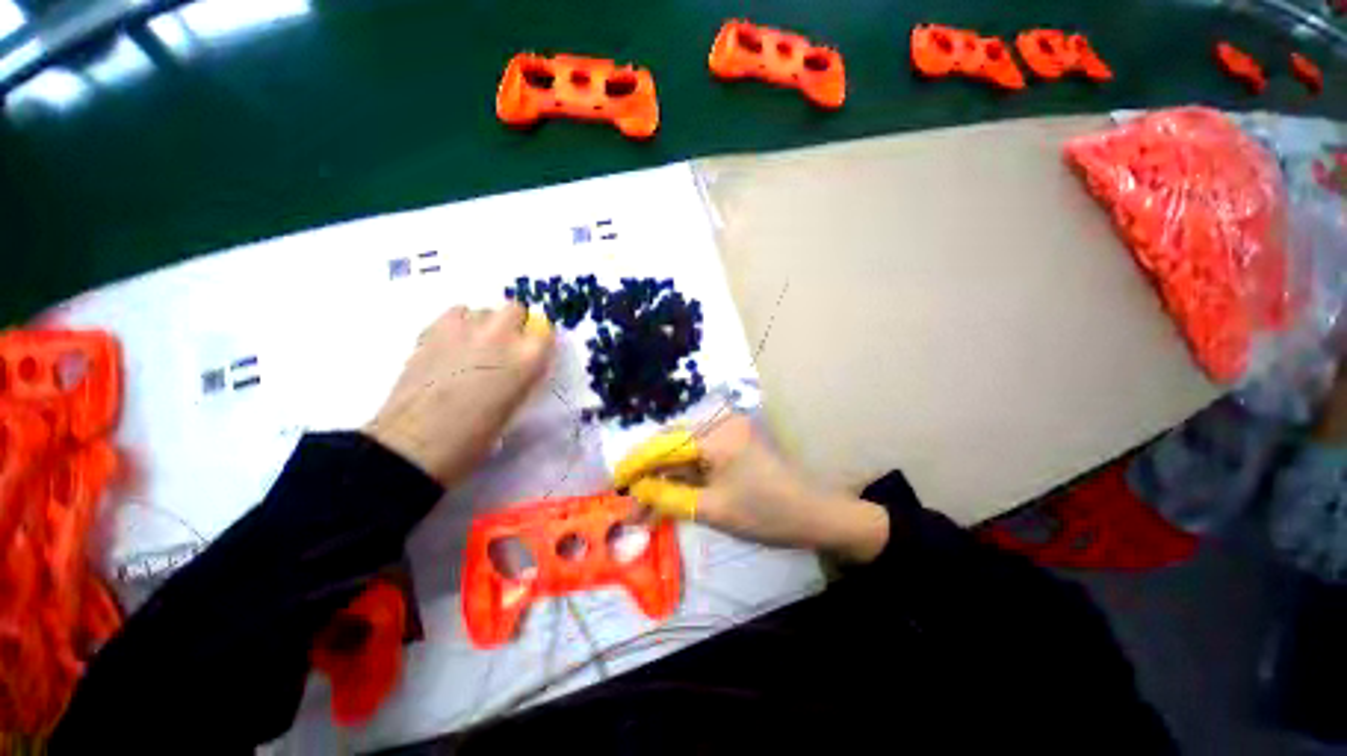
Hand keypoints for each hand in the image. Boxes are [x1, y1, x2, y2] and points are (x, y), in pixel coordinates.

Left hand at [365, 303, 553, 485]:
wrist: (418, 444)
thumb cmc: (476, 436)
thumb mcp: (516, 405)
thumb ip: (524, 375)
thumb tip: (520, 363)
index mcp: (529, 358)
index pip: (546, 331)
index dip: (538, 341)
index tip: (532, 352)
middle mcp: (502, 335)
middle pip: (515, 309)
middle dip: (513, 324)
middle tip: (503, 347)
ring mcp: (466, 328)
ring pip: (482, 310)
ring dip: (484, 324)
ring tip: (472, 348)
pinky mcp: (434, 329)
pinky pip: (455, 314)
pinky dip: (458, 325)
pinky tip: (451, 346)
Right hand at [615, 415, 889, 561]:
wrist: (815, 515)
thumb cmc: (766, 514)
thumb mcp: (713, 510)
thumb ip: (669, 498)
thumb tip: (636, 493)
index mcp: (717, 435)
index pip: (665, 445)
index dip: (637, 464)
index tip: (615, 483)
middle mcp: (720, 424)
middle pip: (673, 447)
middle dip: (650, 475)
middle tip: (630, 501)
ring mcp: (728, 432)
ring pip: (685, 454)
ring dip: (666, 478)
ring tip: (645, 506)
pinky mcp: (733, 443)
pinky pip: (700, 458)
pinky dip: (684, 477)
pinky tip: (669, 495)